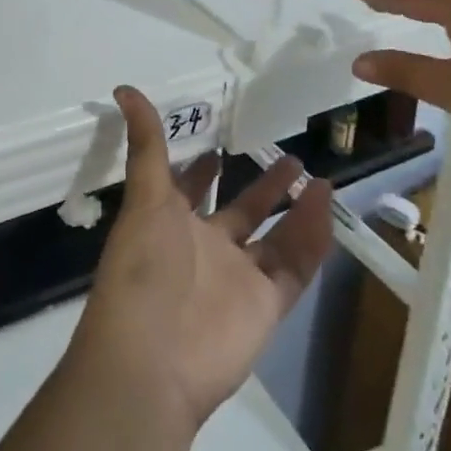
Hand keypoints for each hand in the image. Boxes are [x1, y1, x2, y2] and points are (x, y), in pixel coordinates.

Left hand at [68, 86, 332, 432]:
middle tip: (287, 155)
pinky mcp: (266, 305)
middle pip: (241, 212)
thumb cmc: (142, 269)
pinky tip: (325, 205)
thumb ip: (145, 145)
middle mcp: (206, 249)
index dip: (202, 169)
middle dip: (261, 186)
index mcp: (171, 224)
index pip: (189, 189)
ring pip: (274, 238)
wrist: (152, 362)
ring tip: (316, 176)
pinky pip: (295, 266)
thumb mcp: (144, 198)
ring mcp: (238, 278)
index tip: (219, 142)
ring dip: (294, 208)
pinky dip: (312, 239)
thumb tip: (124, 88)